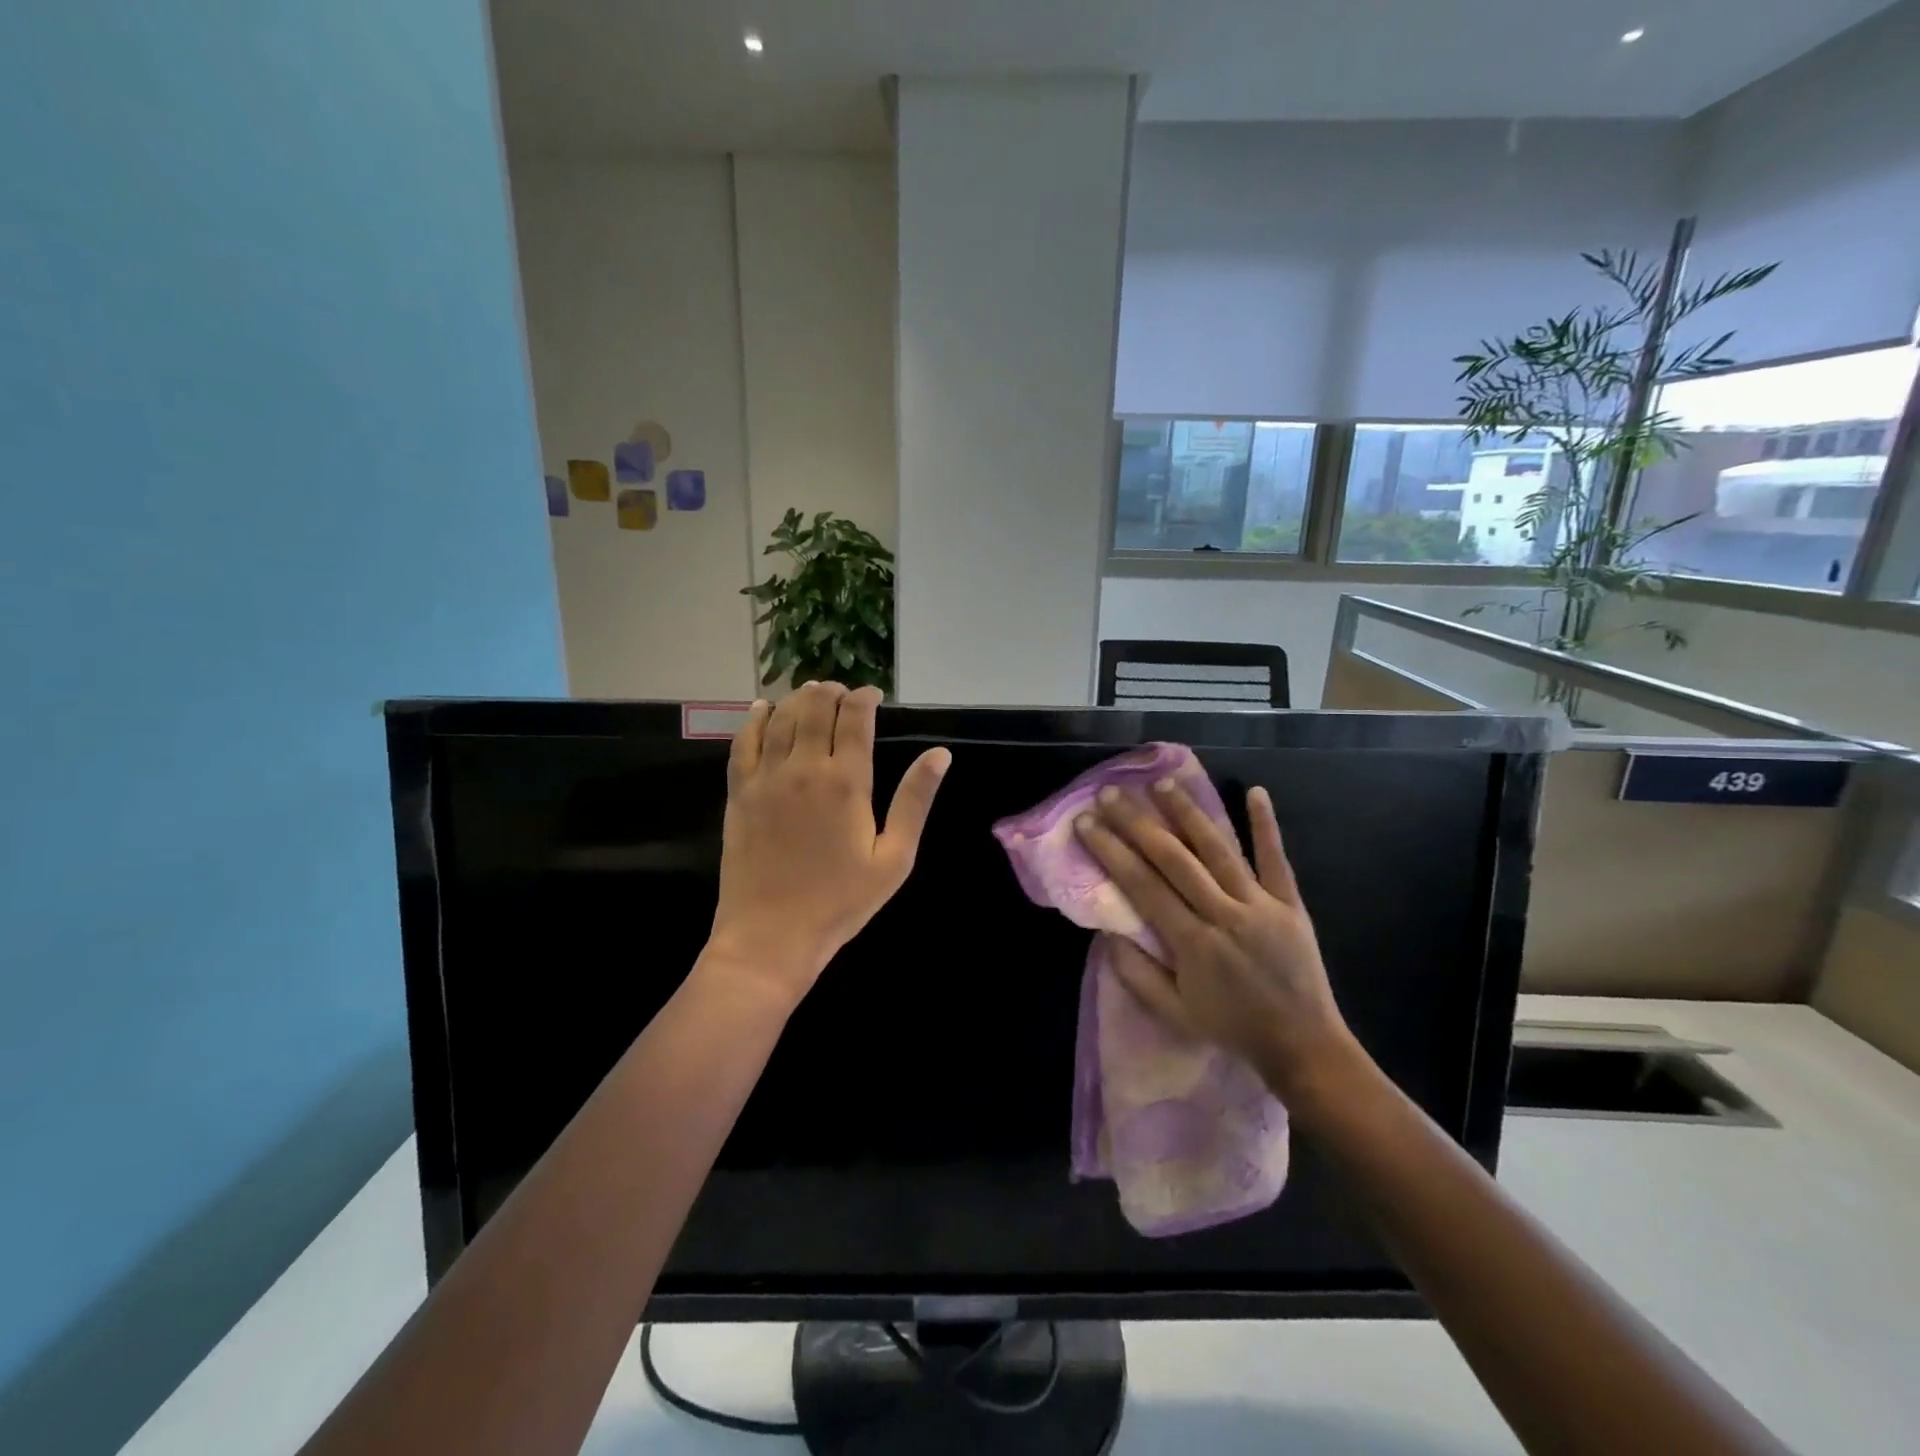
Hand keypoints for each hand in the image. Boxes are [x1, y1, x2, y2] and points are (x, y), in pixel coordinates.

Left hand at [706, 682, 949, 1004]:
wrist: (770, 935)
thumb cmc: (841, 902)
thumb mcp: (894, 858)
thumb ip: (914, 801)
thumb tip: (940, 754)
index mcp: (846, 782)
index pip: (855, 718)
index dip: (865, 698)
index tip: (874, 695)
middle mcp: (804, 768)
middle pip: (815, 708)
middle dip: (832, 692)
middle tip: (843, 692)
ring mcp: (766, 778)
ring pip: (780, 718)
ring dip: (798, 698)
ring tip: (811, 692)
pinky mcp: (739, 793)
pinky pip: (743, 743)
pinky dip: (754, 719)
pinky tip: (762, 708)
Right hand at [1074, 777, 1354, 1100]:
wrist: (1303, 1045)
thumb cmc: (1231, 1028)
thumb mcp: (1173, 1012)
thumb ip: (1136, 973)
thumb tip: (1107, 931)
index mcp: (1192, 943)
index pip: (1142, 885)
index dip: (1111, 851)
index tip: (1087, 822)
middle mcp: (1224, 915)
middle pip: (1174, 859)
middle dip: (1138, 823)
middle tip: (1111, 793)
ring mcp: (1260, 905)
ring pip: (1218, 850)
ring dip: (1188, 813)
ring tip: (1162, 783)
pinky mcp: (1290, 903)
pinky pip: (1276, 859)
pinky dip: (1266, 825)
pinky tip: (1255, 791)